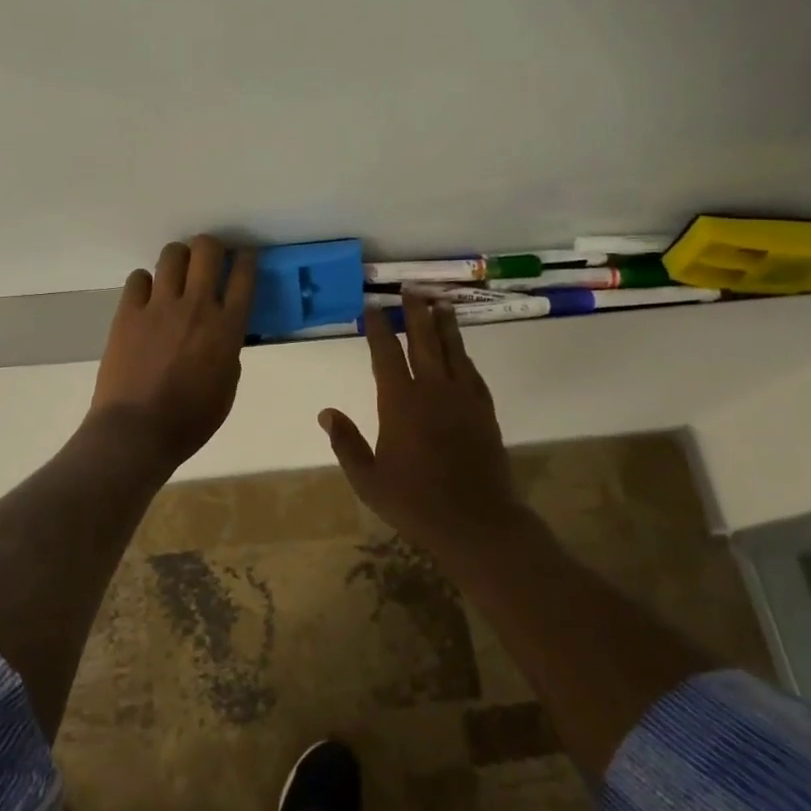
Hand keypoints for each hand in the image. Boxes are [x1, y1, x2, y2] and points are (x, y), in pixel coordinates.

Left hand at [90, 236, 256, 467]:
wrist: (137, 430)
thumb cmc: (190, 420)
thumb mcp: (226, 387)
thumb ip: (228, 352)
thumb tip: (222, 334)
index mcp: (227, 328)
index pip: (244, 276)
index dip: (246, 260)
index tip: (244, 258)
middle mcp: (196, 306)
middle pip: (207, 250)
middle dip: (211, 248)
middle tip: (209, 260)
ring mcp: (159, 306)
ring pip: (172, 255)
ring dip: (179, 259)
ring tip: (176, 274)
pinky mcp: (128, 312)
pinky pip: (138, 278)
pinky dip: (146, 283)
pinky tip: (147, 298)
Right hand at [319, 296, 527, 558]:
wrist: (476, 521)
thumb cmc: (415, 502)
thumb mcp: (368, 480)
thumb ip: (346, 443)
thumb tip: (326, 412)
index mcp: (400, 403)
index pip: (386, 355)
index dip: (378, 329)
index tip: (372, 308)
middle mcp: (433, 391)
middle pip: (423, 341)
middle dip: (414, 313)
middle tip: (410, 289)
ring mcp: (463, 399)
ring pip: (453, 351)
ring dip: (445, 325)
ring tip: (440, 303)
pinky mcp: (484, 411)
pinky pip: (472, 373)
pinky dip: (465, 356)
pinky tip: (462, 351)